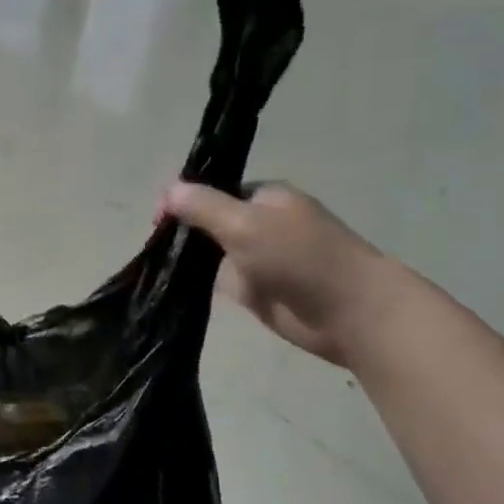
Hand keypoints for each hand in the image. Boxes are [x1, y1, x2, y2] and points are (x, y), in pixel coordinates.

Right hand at [157, 181, 396, 367]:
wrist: (350, 312)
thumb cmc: (300, 257)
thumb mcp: (244, 223)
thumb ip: (203, 206)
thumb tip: (167, 191)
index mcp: (264, 198)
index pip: (212, 191)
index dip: (183, 201)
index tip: (158, 221)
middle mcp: (260, 224)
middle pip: (208, 220)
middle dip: (183, 230)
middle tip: (154, 246)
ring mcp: (258, 259)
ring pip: (211, 253)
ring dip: (189, 259)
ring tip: (156, 267)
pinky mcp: (256, 290)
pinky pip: (219, 281)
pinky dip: (200, 283)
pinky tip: (174, 287)